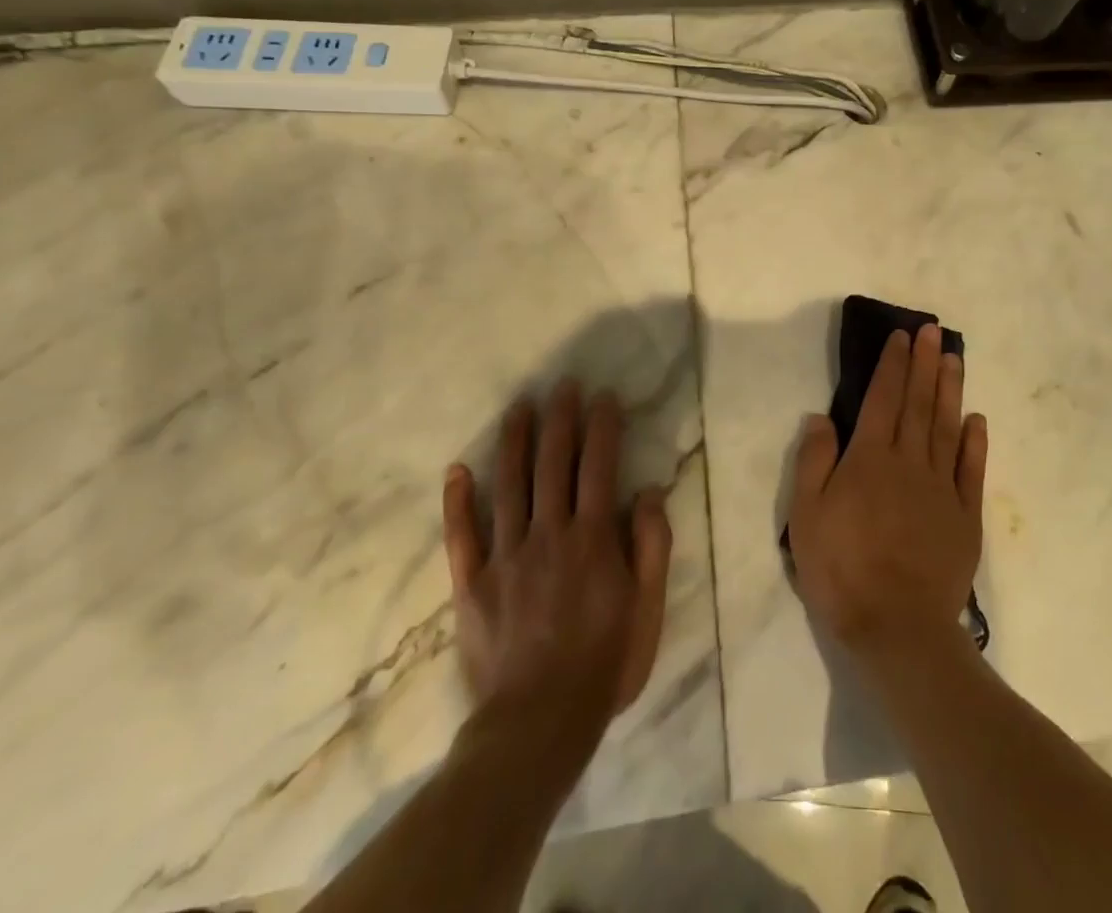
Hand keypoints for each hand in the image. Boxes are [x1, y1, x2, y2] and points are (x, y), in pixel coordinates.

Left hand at [442, 381, 672, 738]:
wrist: (536, 726)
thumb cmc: (604, 665)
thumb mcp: (648, 609)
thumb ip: (652, 547)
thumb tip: (650, 491)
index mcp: (593, 538)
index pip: (598, 465)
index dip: (603, 426)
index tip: (604, 396)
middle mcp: (549, 534)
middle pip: (553, 462)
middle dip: (560, 418)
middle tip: (562, 385)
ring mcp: (505, 556)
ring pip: (509, 484)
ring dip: (515, 440)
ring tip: (520, 406)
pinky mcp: (472, 583)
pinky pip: (462, 534)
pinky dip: (459, 500)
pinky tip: (458, 468)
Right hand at [787, 324, 988, 666]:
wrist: (898, 628)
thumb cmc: (842, 569)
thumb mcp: (807, 516)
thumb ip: (814, 461)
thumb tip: (821, 417)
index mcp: (870, 459)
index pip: (883, 399)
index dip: (893, 365)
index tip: (902, 337)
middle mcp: (909, 462)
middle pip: (918, 404)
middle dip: (925, 364)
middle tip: (934, 331)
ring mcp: (942, 489)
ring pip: (946, 428)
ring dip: (950, 391)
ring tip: (955, 359)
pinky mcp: (965, 517)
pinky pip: (971, 471)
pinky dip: (975, 442)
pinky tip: (977, 419)